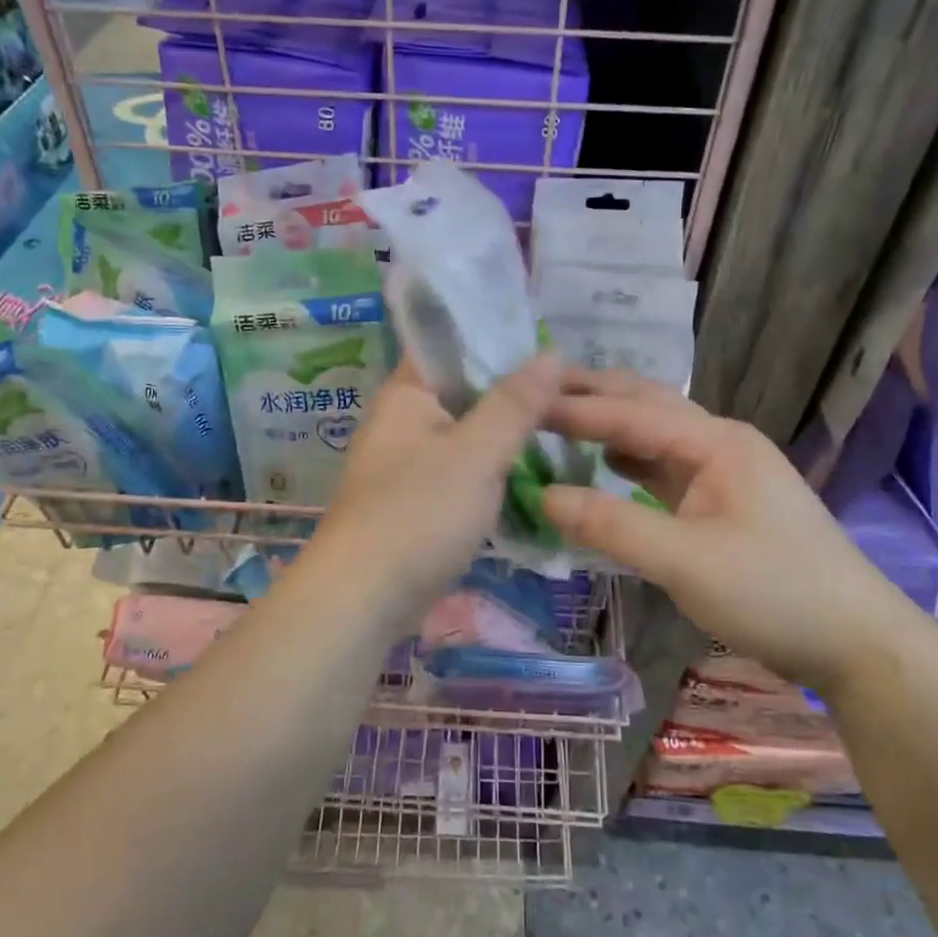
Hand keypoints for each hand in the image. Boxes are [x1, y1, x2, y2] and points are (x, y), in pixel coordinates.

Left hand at [308, 354, 562, 626]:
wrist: (364, 601)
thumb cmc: (418, 515)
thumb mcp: (476, 454)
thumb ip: (515, 404)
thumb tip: (552, 352)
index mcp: (407, 394)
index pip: (451, 344)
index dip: (498, 336)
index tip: (550, 340)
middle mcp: (405, 421)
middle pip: (465, 389)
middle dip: (514, 387)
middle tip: (573, 384)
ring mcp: (412, 462)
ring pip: (469, 431)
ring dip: (509, 429)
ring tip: (566, 419)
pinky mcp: (422, 500)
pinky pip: (466, 468)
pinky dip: (497, 465)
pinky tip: (536, 466)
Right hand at [539, 370, 930, 693]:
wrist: (857, 643)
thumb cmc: (774, 593)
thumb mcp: (685, 561)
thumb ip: (612, 524)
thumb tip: (542, 495)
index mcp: (716, 442)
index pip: (630, 414)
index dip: (573, 409)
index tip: (520, 403)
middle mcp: (719, 443)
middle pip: (645, 405)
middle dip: (592, 395)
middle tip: (534, 389)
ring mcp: (723, 472)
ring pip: (654, 435)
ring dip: (608, 425)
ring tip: (557, 419)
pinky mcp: (722, 503)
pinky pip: (663, 468)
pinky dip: (627, 460)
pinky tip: (603, 465)